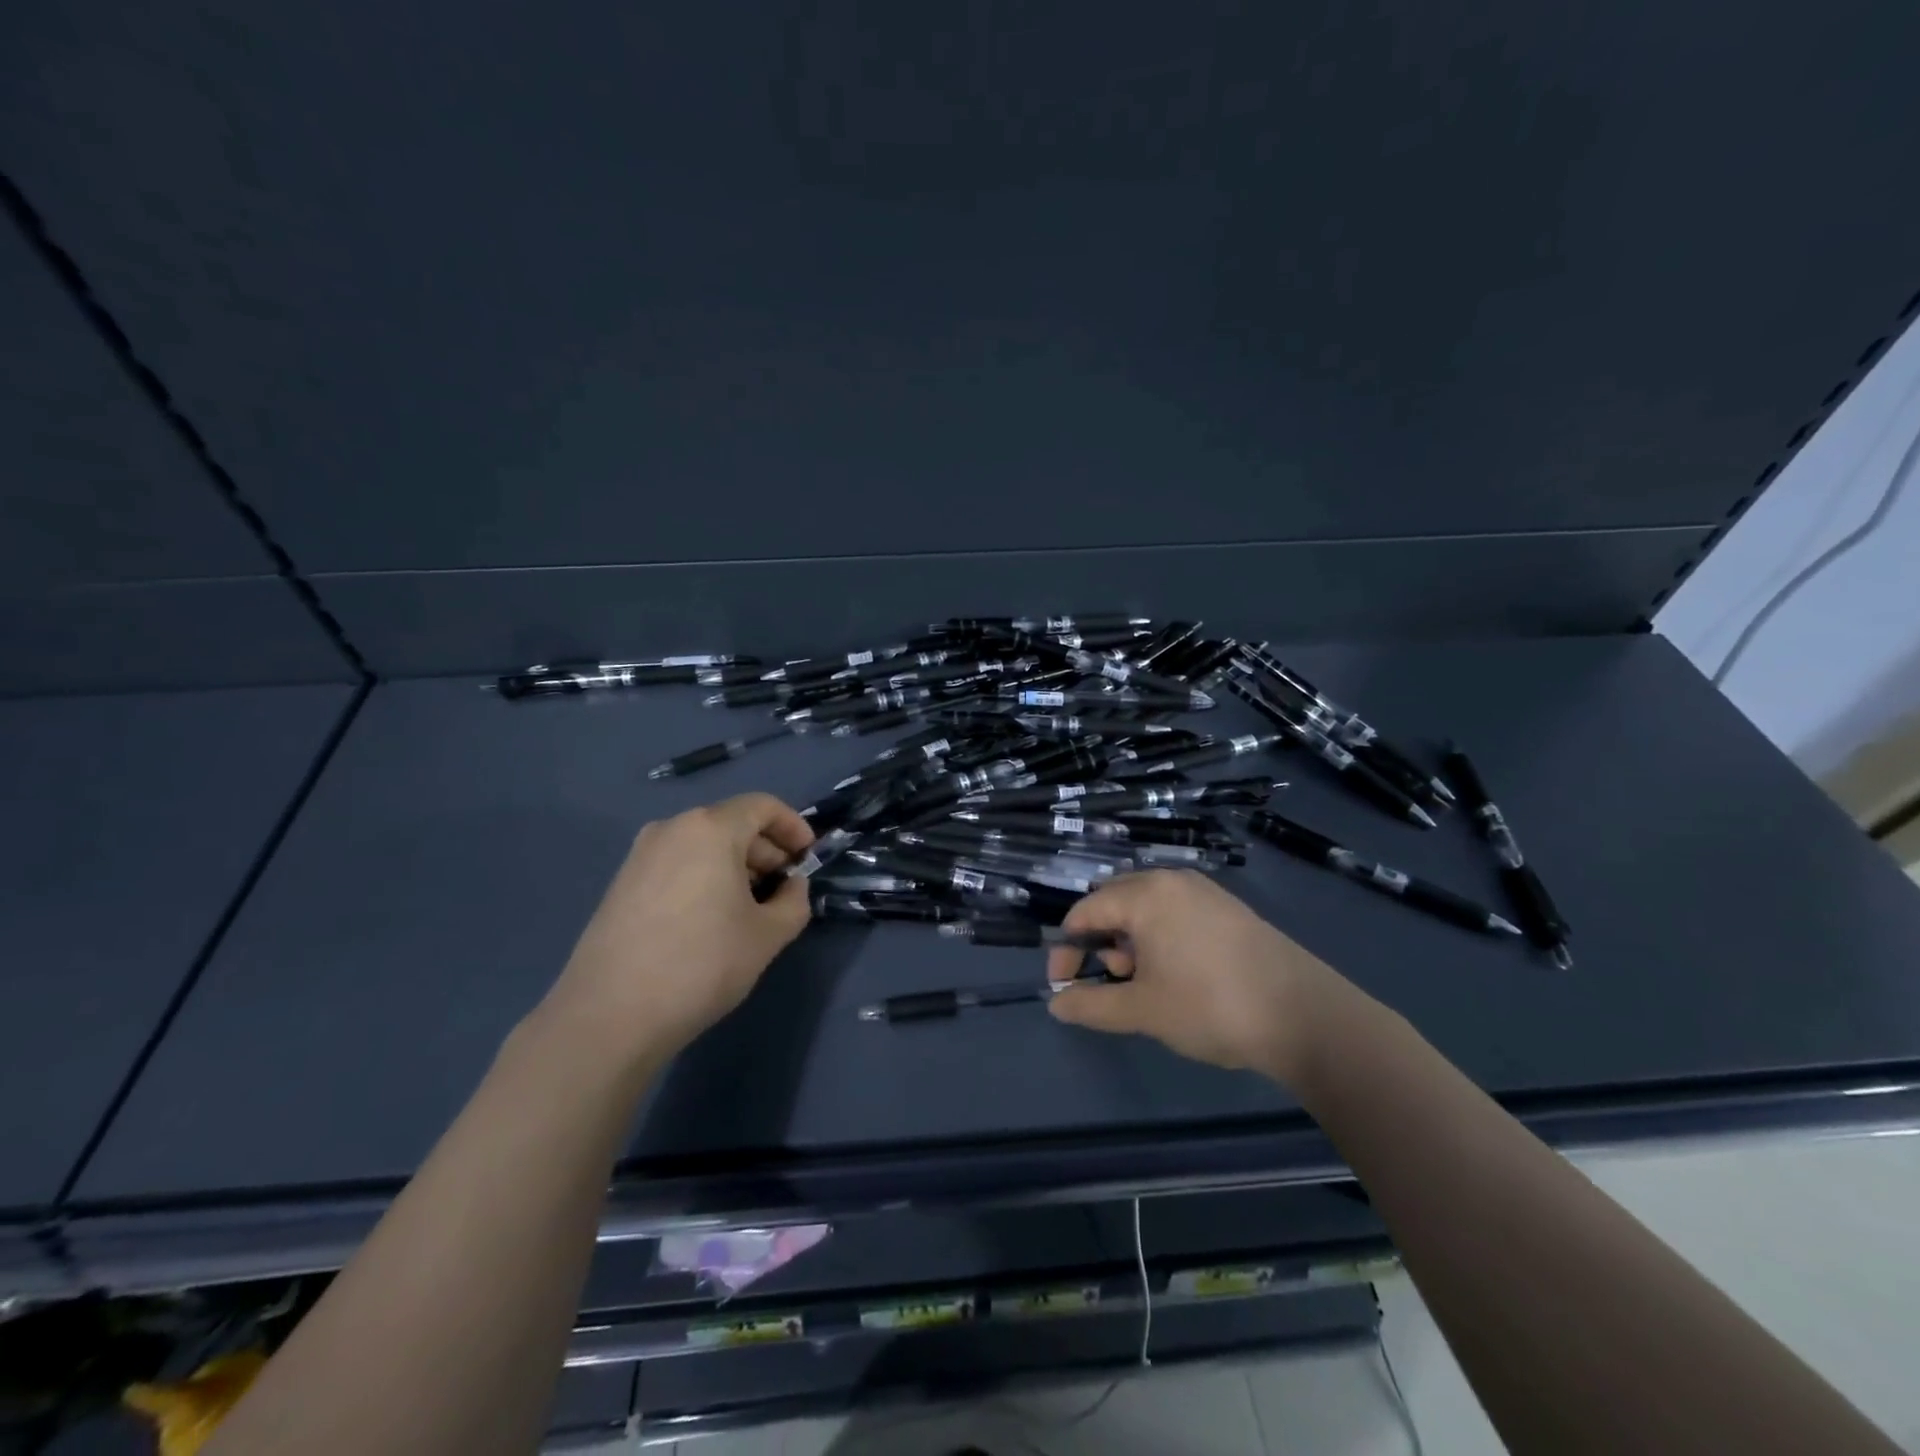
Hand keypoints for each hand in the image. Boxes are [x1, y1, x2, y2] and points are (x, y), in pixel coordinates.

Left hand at [544, 793, 814, 1053]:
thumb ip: (794, 900)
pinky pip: (678, 864)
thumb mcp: (768, 935)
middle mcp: (672, 829)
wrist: (610, 1015)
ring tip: (752, 907)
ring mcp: (641, 855)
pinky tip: (712, 919)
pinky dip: (705, 877)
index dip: (793, 827)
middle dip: (766, 850)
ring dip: (736, 865)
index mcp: (710, 829)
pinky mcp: (622, 884)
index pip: (762, 806)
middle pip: (731, 823)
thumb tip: (791, 886)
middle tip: (785, 887)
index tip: (808, 857)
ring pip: (703, 845)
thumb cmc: (702, 963)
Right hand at [1045, 870, 1331, 1078]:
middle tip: (1113, 982)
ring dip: (1131, 942)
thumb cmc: (1210, 1006)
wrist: (1305, 1016)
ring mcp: (1204, 892)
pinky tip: (1177, 975)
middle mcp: (1172, 881)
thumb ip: (1091, 1005)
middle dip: (1101, 943)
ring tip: (1146, 984)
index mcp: (1145, 895)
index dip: (1067, 949)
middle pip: (1114, 903)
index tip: (1063, 986)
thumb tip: (1056, 1004)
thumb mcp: (1142, 1011)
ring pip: (1147, 908)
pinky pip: (1176, 913)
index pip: (1085, 912)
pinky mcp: (1228, 909)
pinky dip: (1160, 938)